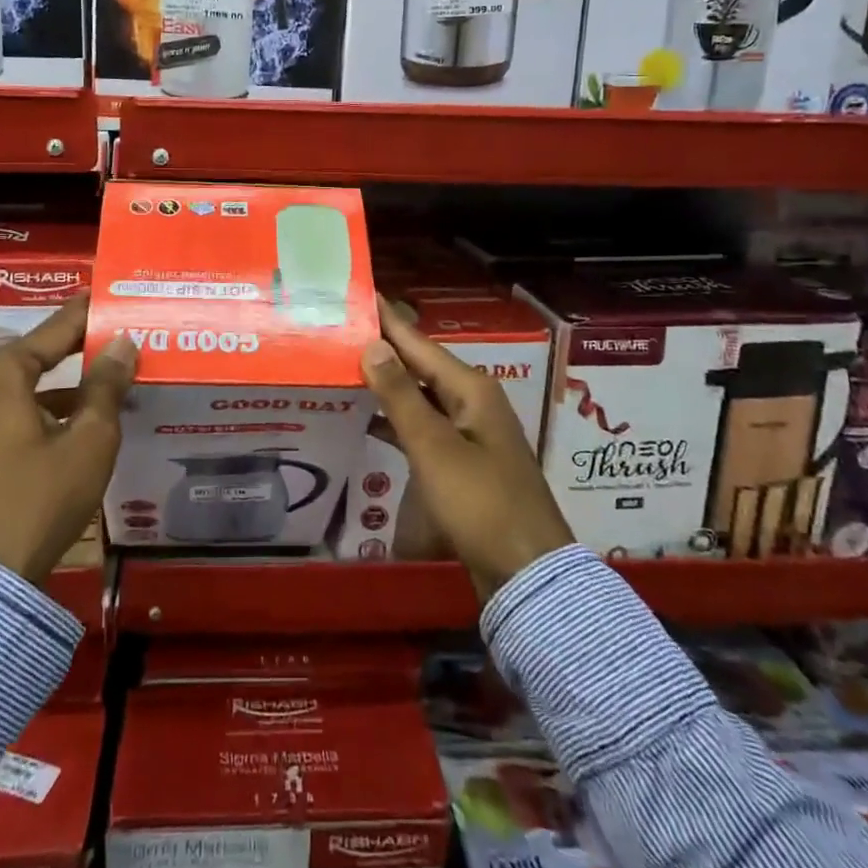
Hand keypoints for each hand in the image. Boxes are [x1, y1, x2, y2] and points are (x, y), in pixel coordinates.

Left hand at [0, 293, 137, 586]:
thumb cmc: (41, 496)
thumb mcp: (89, 438)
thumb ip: (107, 384)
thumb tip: (123, 343)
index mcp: (0, 373)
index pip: (55, 329)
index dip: (88, 312)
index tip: (114, 293)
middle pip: (39, 353)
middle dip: (80, 344)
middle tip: (121, 330)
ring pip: (29, 383)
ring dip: (69, 379)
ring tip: (112, 371)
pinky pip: (17, 407)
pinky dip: (50, 405)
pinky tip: (85, 414)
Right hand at [362, 295, 571, 603]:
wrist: (527, 573)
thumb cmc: (481, 503)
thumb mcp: (434, 448)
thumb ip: (400, 397)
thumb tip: (373, 345)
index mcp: (471, 390)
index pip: (419, 344)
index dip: (388, 321)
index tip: (358, 294)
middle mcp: (472, 403)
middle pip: (420, 367)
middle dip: (383, 349)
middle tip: (340, 331)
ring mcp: (469, 434)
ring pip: (420, 397)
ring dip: (386, 385)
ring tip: (344, 368)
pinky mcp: (463, 462)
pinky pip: (423, 427)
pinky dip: (395, 419)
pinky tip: (367, 419)